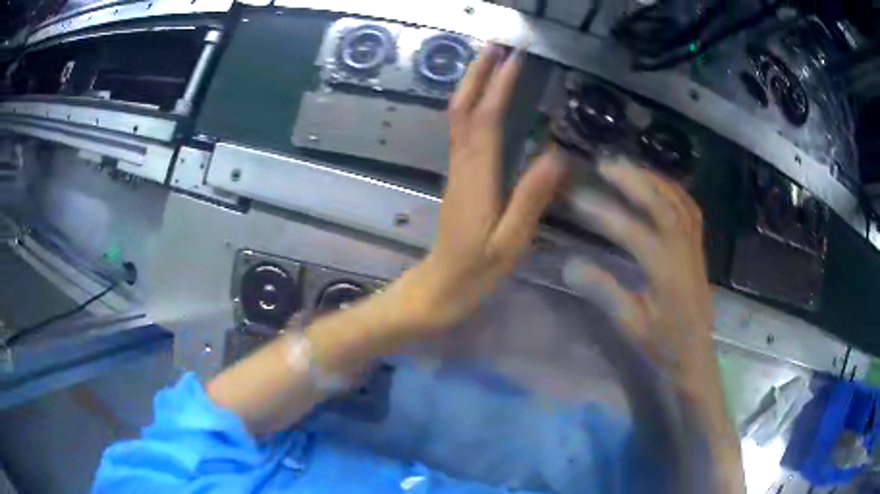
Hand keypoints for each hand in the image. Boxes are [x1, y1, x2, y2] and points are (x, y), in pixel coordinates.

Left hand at [389, 43, 567, 333]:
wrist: (438, 287)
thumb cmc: (475, 272)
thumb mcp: (510, 242)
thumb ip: (532, 199)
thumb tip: (557, 154)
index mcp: (477, 179)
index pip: (486, 119)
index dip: (498, 85)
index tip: (515, 57)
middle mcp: (462, 165)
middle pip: (463, 107)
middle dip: (478, 72)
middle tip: (498, 44)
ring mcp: (457, 169)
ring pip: (459, 116)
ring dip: (473, 84)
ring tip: (494, 60)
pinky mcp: (458, 176)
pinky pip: (462, 132)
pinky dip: (473, 105)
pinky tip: (486, 99)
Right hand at [563, 160, 743, 492]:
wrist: (696, 356)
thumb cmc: (663, 346)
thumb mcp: (631, 324)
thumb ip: (604, 292)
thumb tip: (570, 264)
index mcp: (667, 274)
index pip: (635, 233)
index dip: (606, 214)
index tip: (577, 199)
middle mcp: (684, 252)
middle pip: (663, 204)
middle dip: (634, 180)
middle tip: (604, 164)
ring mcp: (695, 247)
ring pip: (679, 202)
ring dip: (652, 179)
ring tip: (626, 167)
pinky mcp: (699, 248)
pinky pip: (690, 209)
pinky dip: (673, 190)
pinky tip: (657, 184)